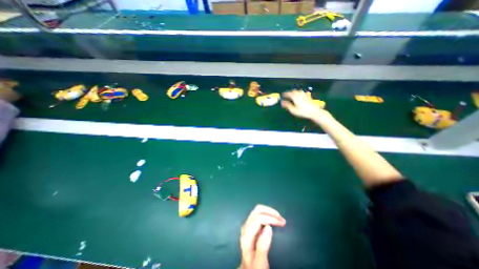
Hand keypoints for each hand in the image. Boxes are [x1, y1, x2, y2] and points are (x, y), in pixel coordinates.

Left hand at [238, 205, 282, 267]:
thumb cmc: (255, 267)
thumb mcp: (260, 262)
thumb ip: (263, 246)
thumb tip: (268, 227)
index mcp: (247, 234)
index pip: (258, 218)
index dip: (270, 218)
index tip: (282, 223)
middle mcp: (246, 226)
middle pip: (257, 211)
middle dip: (270, 212)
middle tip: (281, 219)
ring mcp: (248, 225)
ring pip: (258, 210)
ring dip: (269, 212)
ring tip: (279, 218)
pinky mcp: (251, 225)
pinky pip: (259, 214)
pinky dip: (267, 214)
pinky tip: (273, 219)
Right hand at [282, 89, 331, 119]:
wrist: (314, 112)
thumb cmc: (302, 112)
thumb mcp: (293, 110)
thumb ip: (287, 105)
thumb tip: (282, 102)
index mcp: (295, 97)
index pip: (288, 93)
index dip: (285, 94)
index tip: (282, 95)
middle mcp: (299, 94)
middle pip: (293, 91)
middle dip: (290, 92)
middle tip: (286, 95)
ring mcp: (304, 95)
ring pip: (298, 91)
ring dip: (295, 92)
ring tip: (293, 94)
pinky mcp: (308, 97)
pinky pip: (303, 93)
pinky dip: (300, 93)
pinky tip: (301, 94)